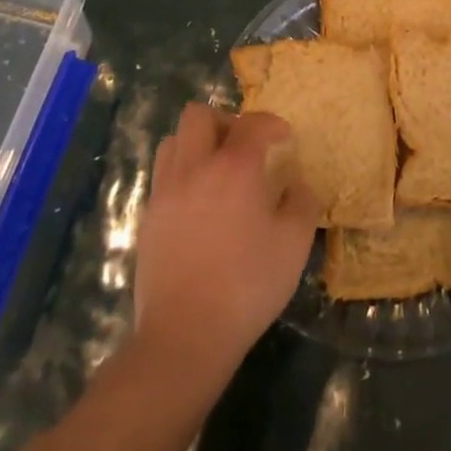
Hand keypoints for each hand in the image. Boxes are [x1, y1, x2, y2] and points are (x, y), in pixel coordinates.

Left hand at [133, 105, 318, 378]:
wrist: (185, 335)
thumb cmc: (247, 285)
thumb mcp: (294, 244)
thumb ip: (302, 203)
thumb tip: (298, 183)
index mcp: (234, 167)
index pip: (253, 122)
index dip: (272, 124)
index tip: (284, 139)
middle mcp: (195, 168)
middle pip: (199, 115)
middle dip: (225, 121)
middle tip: (244, 147)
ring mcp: (166, 192)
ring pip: (173, 141)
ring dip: (197, 144)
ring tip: (217, 170)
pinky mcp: (148, 218)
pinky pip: (163, 176)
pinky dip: (182, 174)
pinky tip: (199, 204)